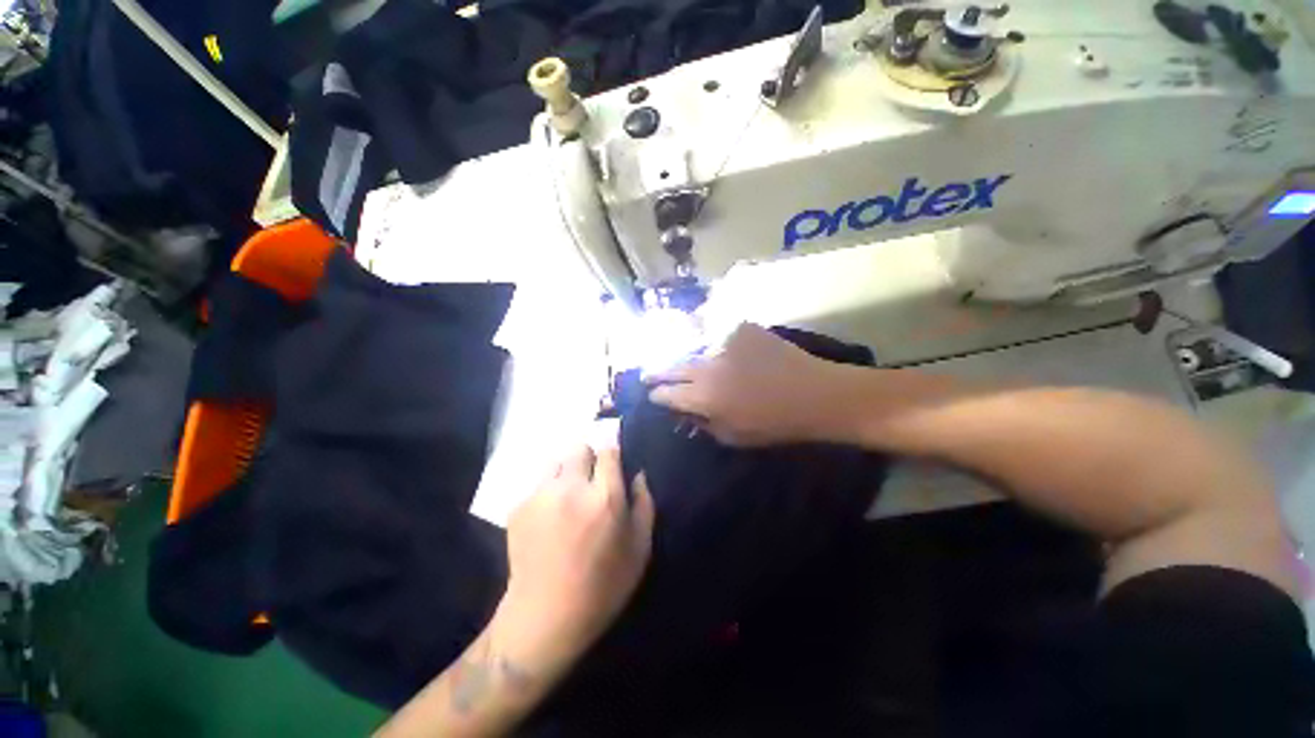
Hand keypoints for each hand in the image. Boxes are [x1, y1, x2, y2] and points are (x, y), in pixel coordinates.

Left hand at [494, 445, 653, 674]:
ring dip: (566, 472)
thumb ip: (644, 504)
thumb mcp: (640, 550)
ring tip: (568, 495)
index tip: (613, 461)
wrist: (544, 618)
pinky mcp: (518, 507)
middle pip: (580, 449)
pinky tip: (549, 517)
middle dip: (589, 459)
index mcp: (604, 497)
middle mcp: (571, 488)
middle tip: (591, 481)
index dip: (612, 453)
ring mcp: (541, 496)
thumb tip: (638, 474)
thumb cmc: (602, 587)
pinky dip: (548, 492)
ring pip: (556, 462)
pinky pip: (539, 485)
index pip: (608, 450)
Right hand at [645, 323, 854, 446]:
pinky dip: (713, 343)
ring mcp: (723, 343)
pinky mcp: (740, 328)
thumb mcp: (733, 437)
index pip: (666, 393)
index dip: (657, 395)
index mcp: (703, 397)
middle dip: (657, 372)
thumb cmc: (774, 424)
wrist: (815, 394)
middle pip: (671, 366)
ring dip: (684, 358)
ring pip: (691, 349)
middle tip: (647, 374)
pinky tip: (717, 349)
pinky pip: (717, 335)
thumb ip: (701, 424)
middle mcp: (706, 366)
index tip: (653, 395)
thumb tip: (682, 412)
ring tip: (679, 363)